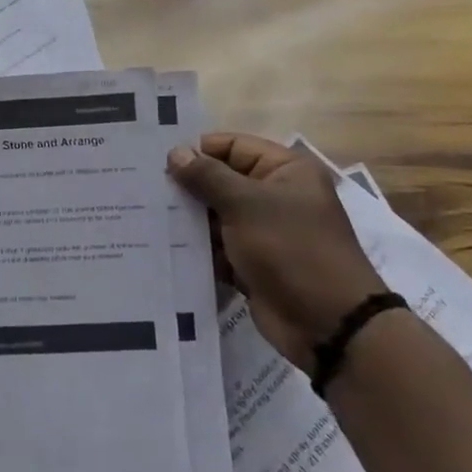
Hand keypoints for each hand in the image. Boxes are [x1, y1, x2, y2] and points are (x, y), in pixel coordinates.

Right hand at [167, 133, 389, 370]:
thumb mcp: (246, 204)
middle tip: (144, 189)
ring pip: (216, 216)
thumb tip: (176, 152)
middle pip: (222, 181)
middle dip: (188, 188)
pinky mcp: (253, 263)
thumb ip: (208, 176)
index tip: (158, 161)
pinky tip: (163, 247)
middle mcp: (276, 196)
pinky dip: (197, 249)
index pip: (233, 146)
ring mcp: (264, 232)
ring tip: (147, 217)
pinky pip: (218, 248)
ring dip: (189, 220)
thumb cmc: (290, 249)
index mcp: (285, 171)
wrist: (327, 324)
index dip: (199, 151)